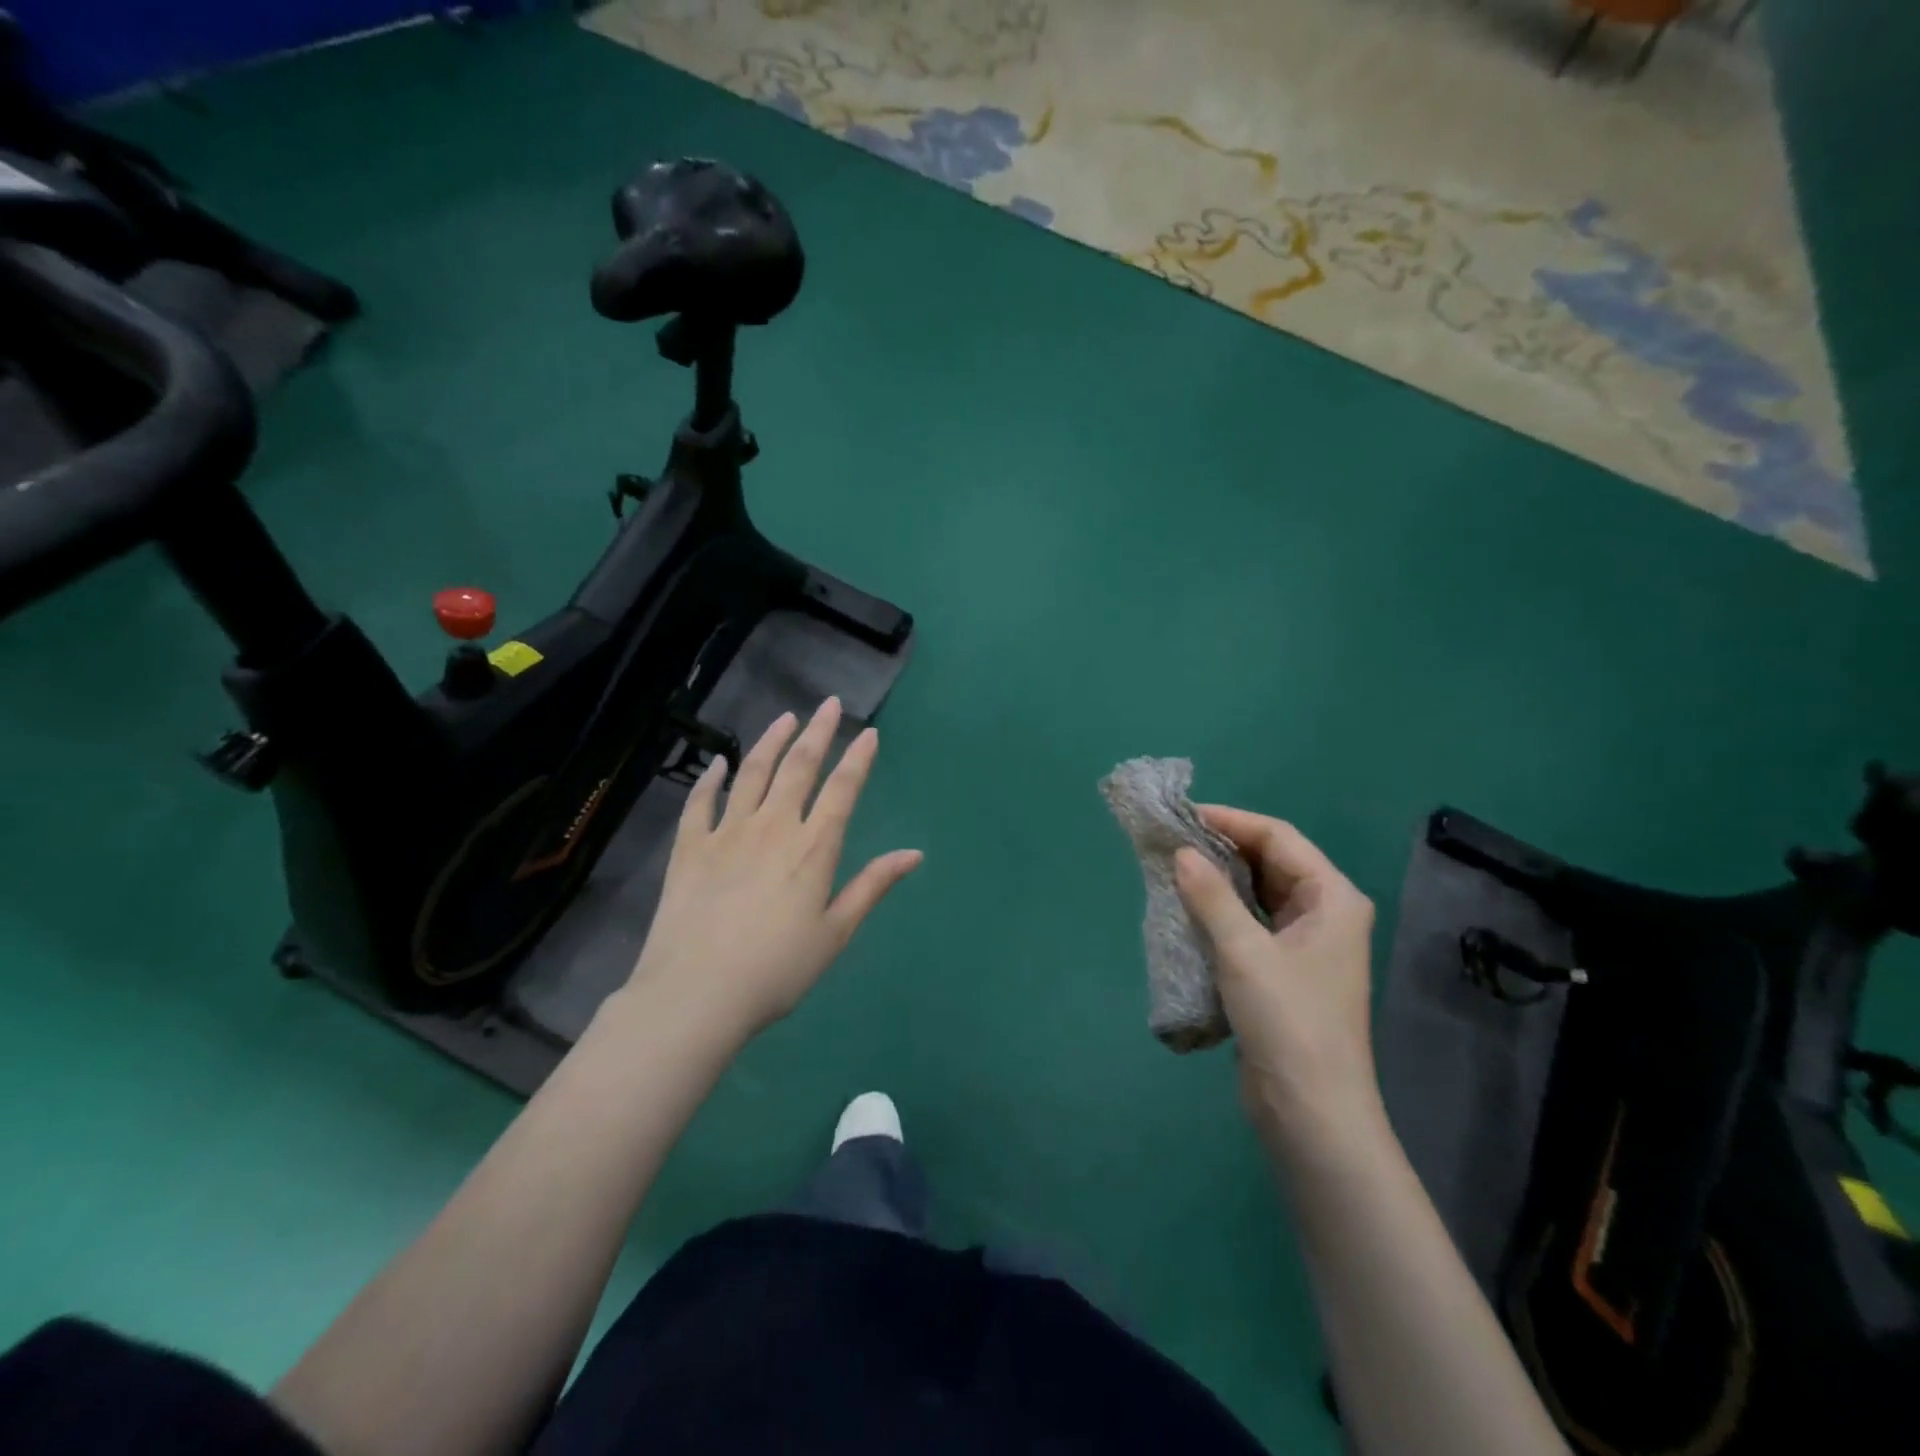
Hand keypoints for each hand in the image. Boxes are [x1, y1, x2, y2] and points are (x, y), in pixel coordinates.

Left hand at [625, 697, 922, 1038]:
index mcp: (813, 848)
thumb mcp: (835, 932)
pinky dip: (711, 779)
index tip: (869, 733)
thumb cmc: (777, 969)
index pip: (842, 790)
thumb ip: (872, 886)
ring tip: (785, 718)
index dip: (858, 758)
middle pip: (799, 767)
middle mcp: (773, 826)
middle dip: (818, 732)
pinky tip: (719, 763)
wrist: (696, 992)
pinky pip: (700, 801)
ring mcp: (727, 832)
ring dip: (771, 741)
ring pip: (753, 773)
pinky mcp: (689, 846)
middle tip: (829, 704)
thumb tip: (914, 854)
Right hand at [1173, 808, 1379, 1154]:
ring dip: (1219, 878)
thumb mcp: (1244, 952)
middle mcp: (1324, 913)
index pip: (1279, 837)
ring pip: (1258, 892)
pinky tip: (1188, 906)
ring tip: (1173, 866)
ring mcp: (1305, 943)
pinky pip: (1250, 922)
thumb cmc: (1288, 1022)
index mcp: (1332, 898)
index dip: (1232, 820)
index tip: (1183, 815)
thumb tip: (1180, 852)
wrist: (1311, 1111)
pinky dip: (1221, 909)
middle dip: (1223, 847)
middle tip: (1171, 839)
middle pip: (1270, 861)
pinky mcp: (1283, 969)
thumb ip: (1211, 896)